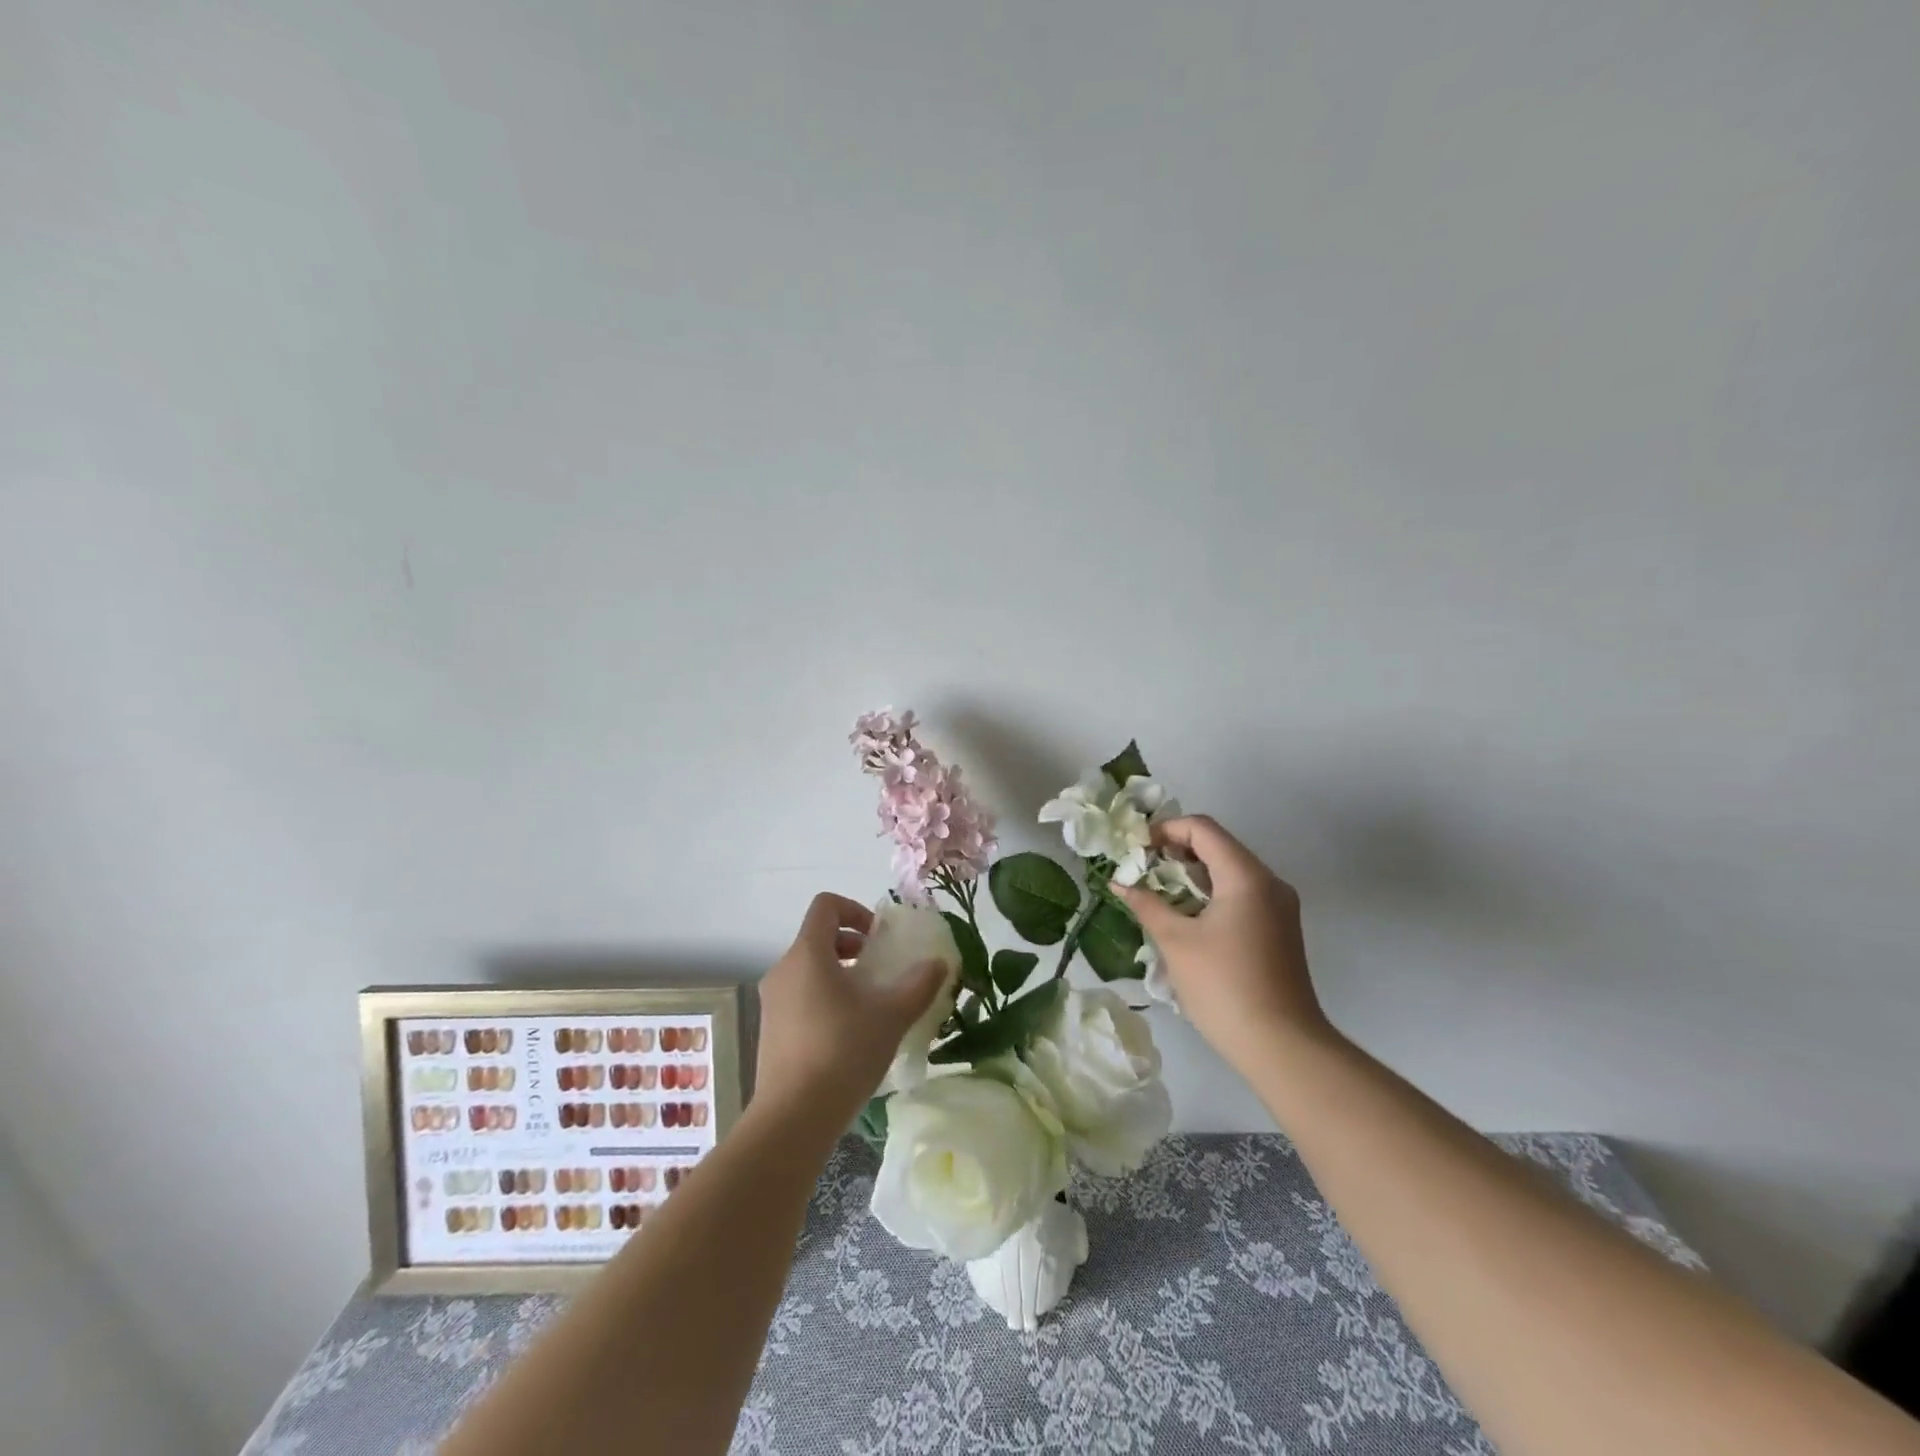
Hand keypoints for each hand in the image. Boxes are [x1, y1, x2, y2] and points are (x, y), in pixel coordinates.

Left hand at [754, 893, 947, 1134]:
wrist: (793, 1119)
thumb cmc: (843, 1052)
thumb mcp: (891, 1015)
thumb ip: (919, 983)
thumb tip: (939, 963)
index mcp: (808, 954)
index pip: (825, 906)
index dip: (855, 910)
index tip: (880, 937)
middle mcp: (783, 970)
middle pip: (818, 937)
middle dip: (854, 946)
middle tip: (882, 970)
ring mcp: (772, 1002)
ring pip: (810, 970)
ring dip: (842, 974)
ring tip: (871, 1004)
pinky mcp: (771, 1031)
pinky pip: (801, 997)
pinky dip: (826, 999)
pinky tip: (851, 1034)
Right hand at [1113, 816, 1334, 1079]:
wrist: (1282, 1046)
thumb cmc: (1224, 987)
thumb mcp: (1176, 942)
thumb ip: (1147, 904)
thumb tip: (1119, 883)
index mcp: (1246, 876)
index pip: (1203, 828)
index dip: (1165, 830)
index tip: (1136, 849)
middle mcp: (1269, 882)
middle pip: (1218, 846)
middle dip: (1176, 851)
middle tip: (1142, 870)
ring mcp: (1279, 906)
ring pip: (1229, 871)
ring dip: (1191, 874)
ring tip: (1158, 894)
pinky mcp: (1279, 928)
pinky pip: (1240, 894)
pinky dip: (1210, 894)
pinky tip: (1186, 917)